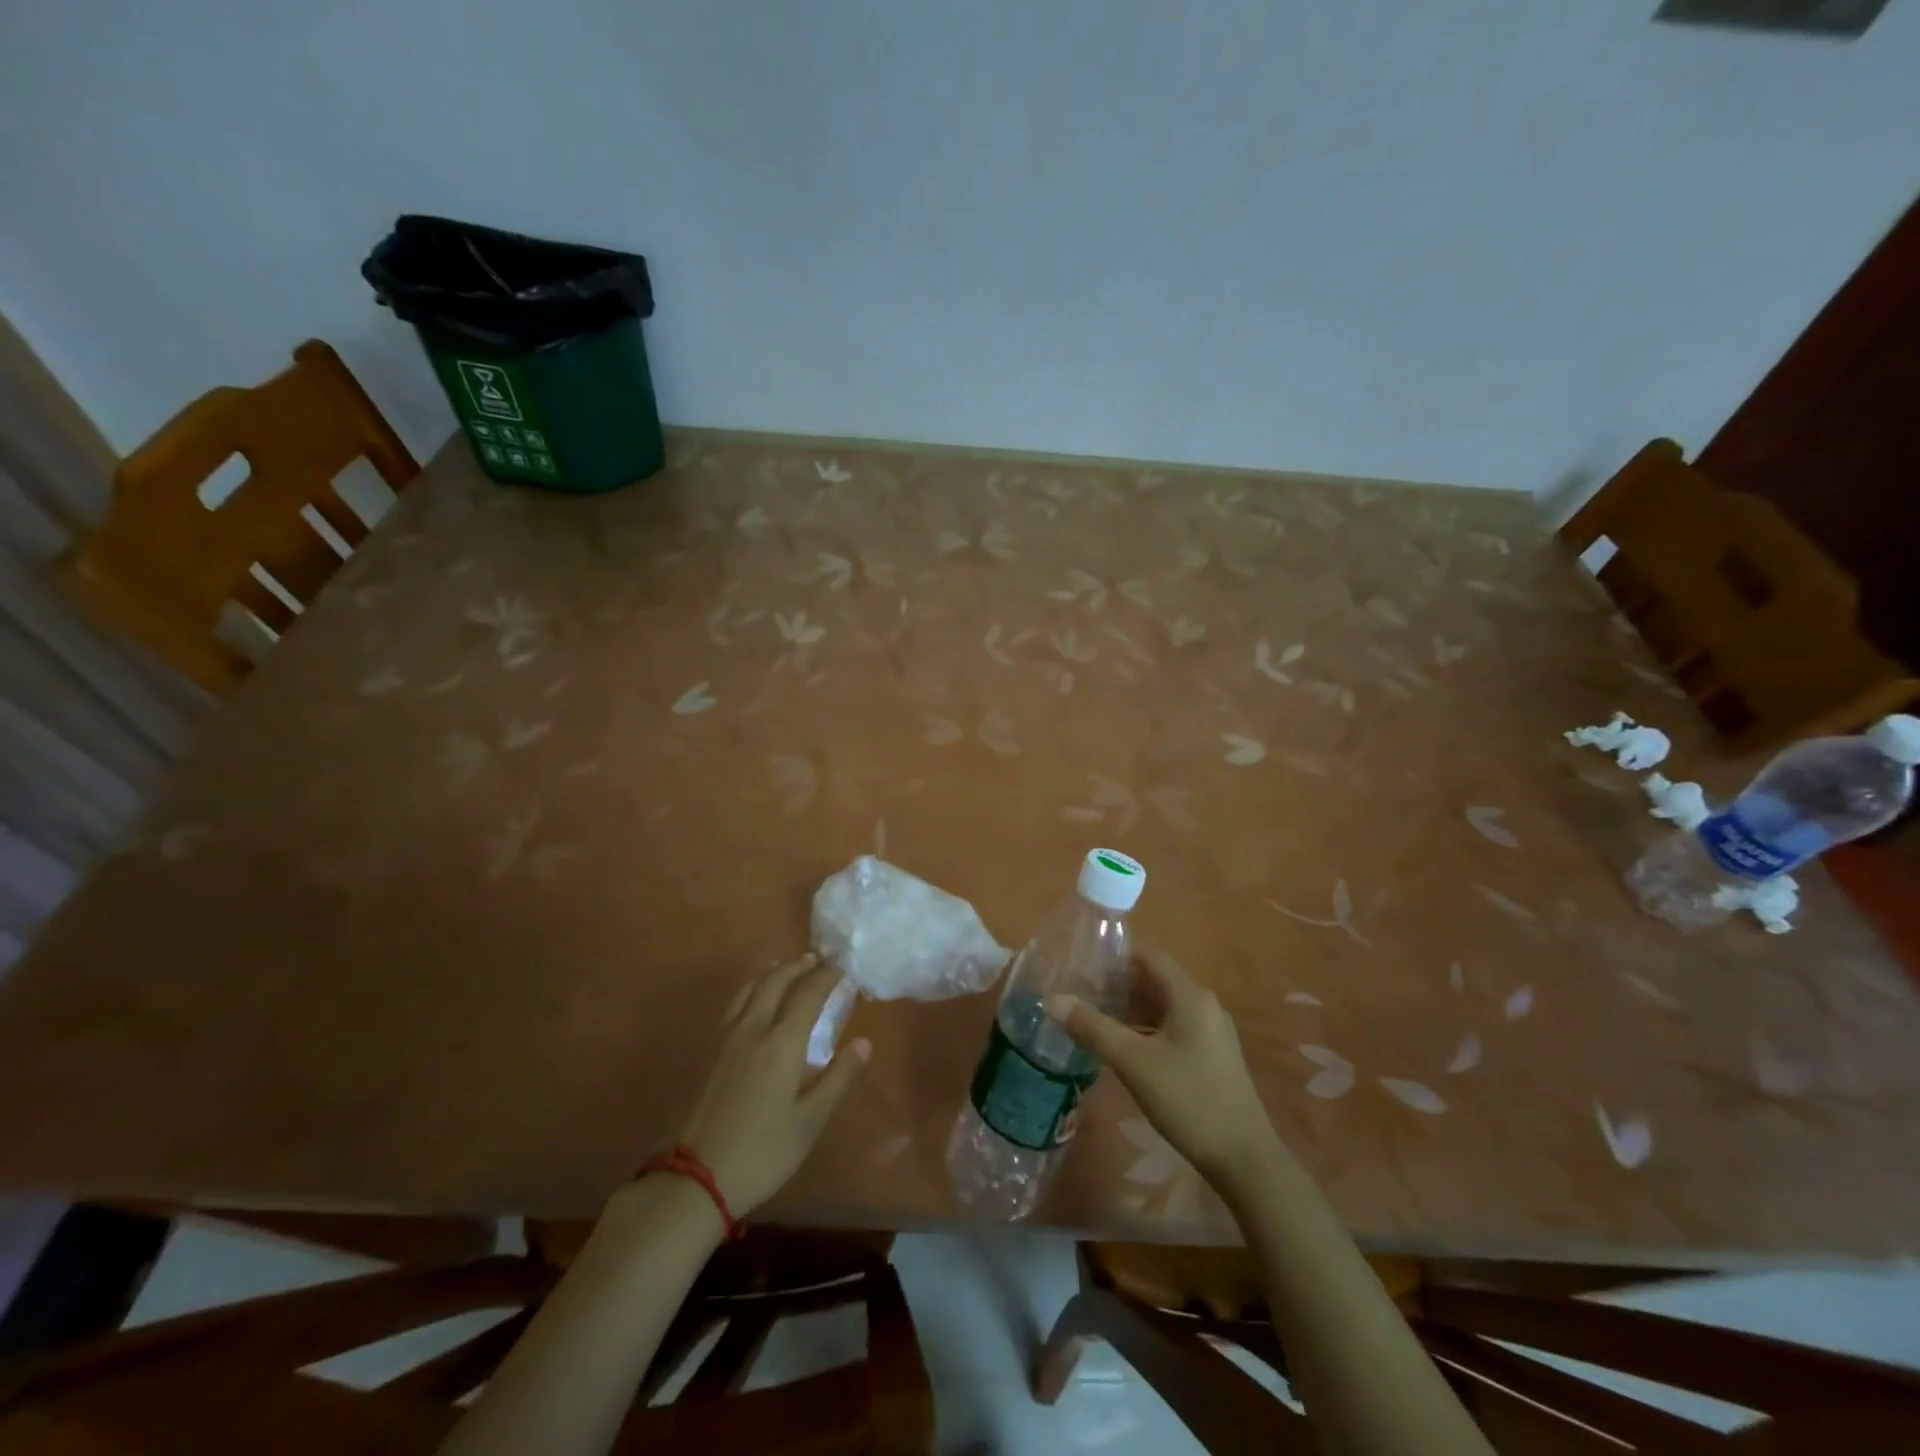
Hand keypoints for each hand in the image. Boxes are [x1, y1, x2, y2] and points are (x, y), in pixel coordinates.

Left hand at [676, 954, 868, 1216]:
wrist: (696, 1179)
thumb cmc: (764, 1151)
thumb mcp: (811, 1120)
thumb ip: (839, 1077)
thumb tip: (864, 1043)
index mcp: (782, 1042)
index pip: (808, 994)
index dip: (827, 977)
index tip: (844, 967)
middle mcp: (753, 1029)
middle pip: (776, 981)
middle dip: (798, 966)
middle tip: (817, 961)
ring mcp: (727, 1038)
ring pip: (750, 988)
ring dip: (772, 972)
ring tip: (786, 968)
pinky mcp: (710, 1051)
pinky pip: (735, 1003)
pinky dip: (752, 988)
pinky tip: (755, 1000)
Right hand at [1048, 951, 1278, 1188]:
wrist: (1244, 1159)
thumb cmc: (1188, 1099)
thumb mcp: (1133, 1062)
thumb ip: (1092, 1027)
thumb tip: (1051, 999)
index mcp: (1190, 996)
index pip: (1148, 957)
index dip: (1115, 959)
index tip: (1082, 968)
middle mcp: (1204, 1005)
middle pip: (1155, 981)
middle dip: (1118, 986)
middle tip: (1081, 995)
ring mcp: (1212, 1032)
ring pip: (1164, 1007)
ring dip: (1131, 1009)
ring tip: (1095, 1020)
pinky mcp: (1213, 1056)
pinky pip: (1174, 1028)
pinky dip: (1147, 1029)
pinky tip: (1124, 1048)